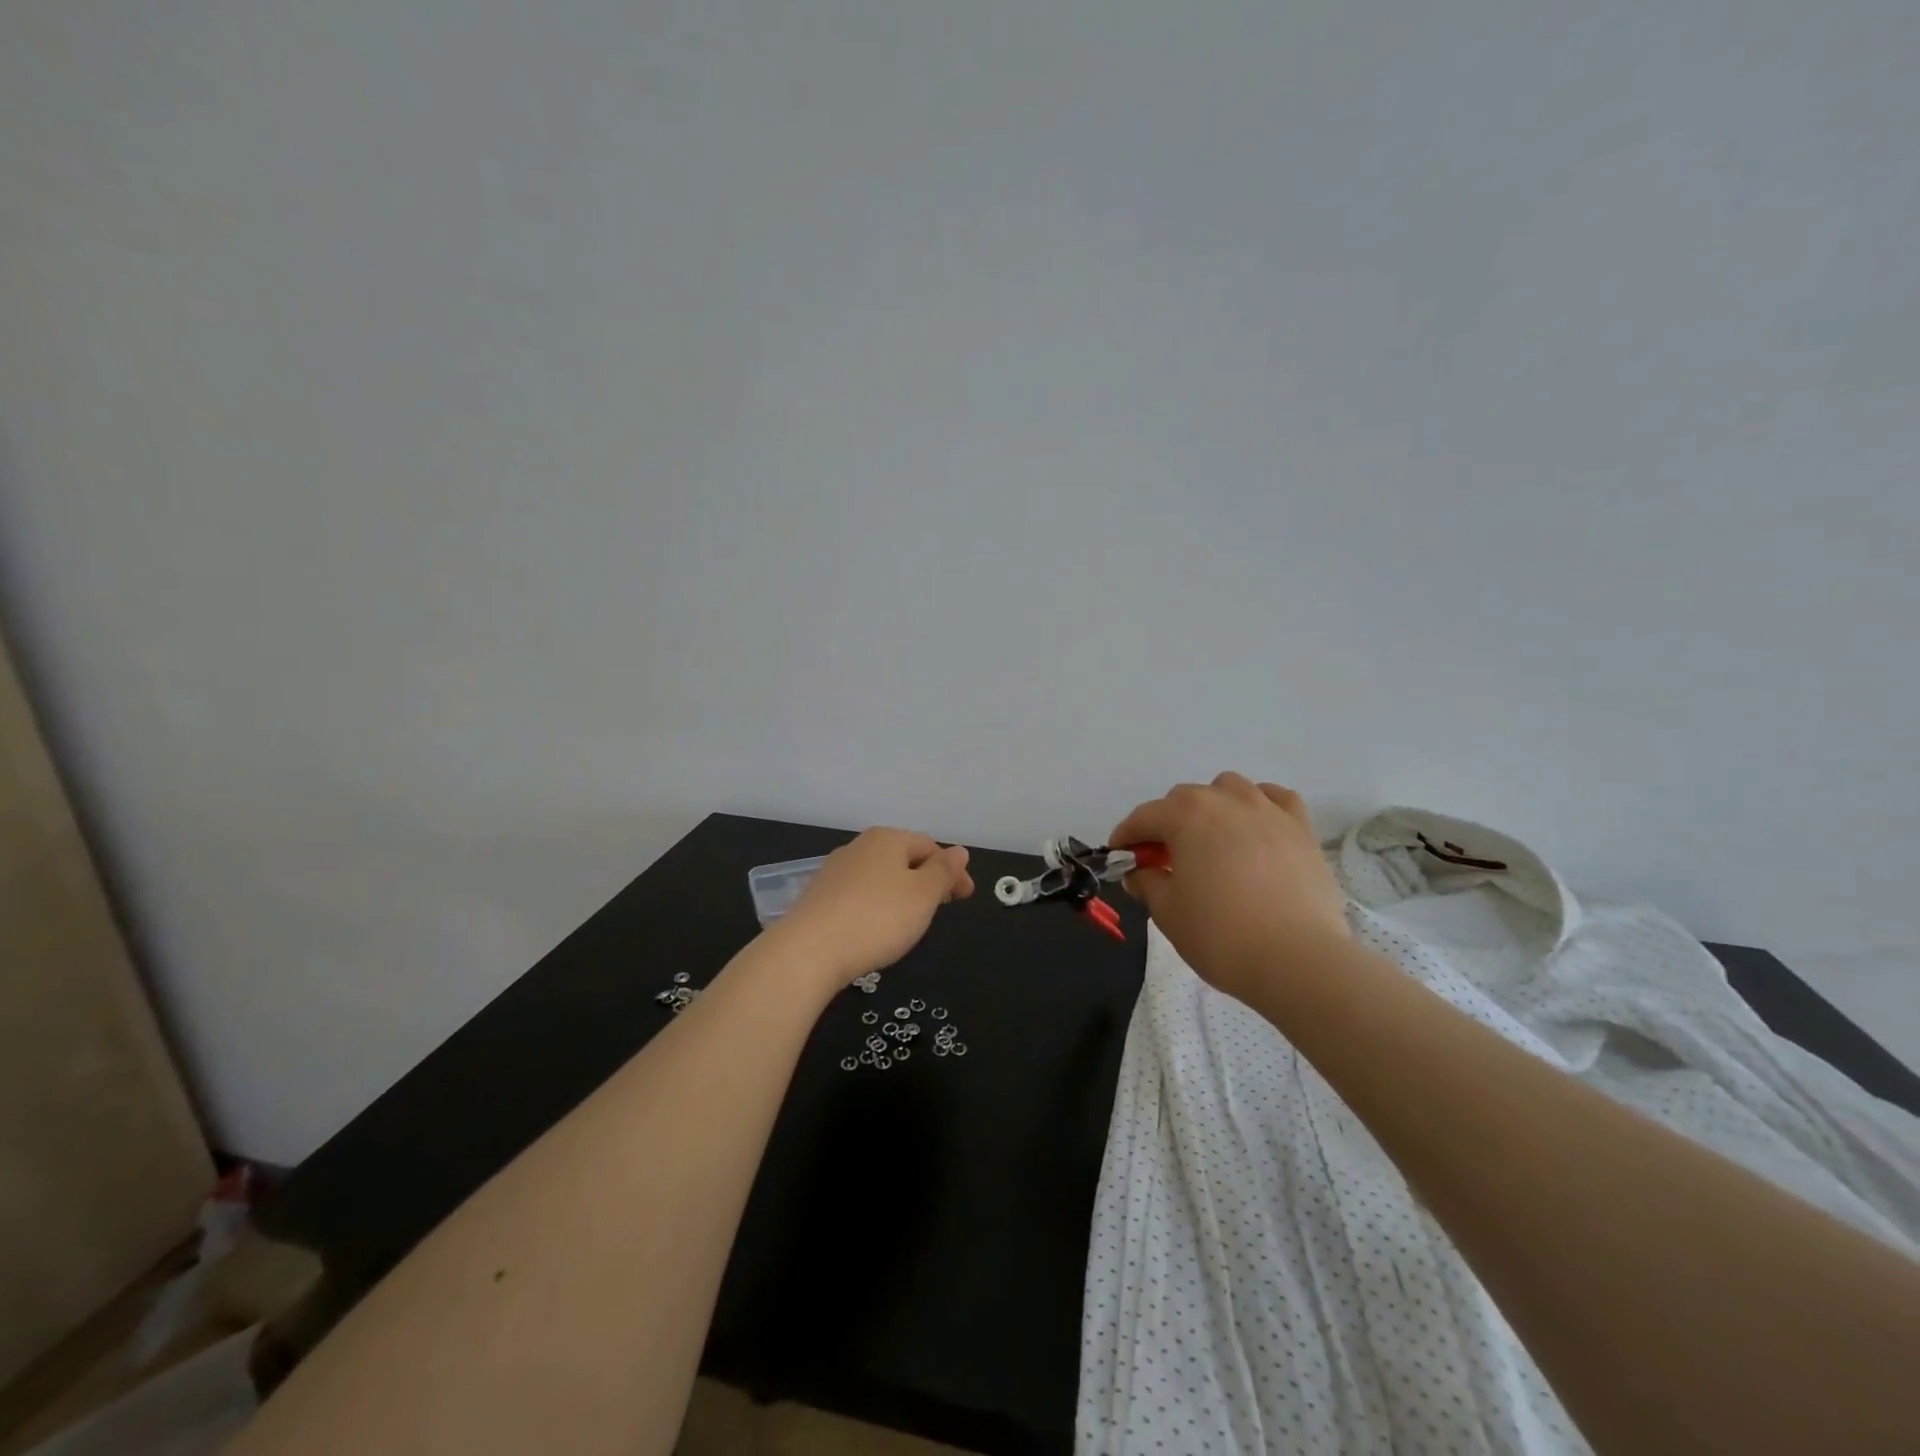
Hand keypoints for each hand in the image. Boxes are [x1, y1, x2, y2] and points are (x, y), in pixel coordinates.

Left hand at [767, 827, 974, 987]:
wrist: (808, 951)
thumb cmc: (877, 918)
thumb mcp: (923, 895)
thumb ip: (944, 872)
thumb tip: (959, 850)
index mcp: (888, 839)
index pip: (930, 847)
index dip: (952, 871)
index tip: (965, 898)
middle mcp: (859, 847)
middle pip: (903, 859)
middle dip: (927, 880)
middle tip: (942, 908)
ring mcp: (834, 871)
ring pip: (880, 877)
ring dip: (901, 894)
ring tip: (911, 921)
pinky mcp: (818, 898)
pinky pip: (859, 896)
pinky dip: (876, 907)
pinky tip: (876, 928)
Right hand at [1109, 773, 1348, 1002]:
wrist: (1298, 960)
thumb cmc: (1221, 935)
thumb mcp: (1167, 912)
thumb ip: (1147, 883)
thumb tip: (1141, 872)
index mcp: (1186, 815)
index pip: (1144, 817)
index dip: (1126, 837)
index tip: (1119, 858)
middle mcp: (1225, 800)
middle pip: (1184, 799)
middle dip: (1166, 824)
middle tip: (1163, 860)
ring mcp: (1268, 810)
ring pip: (1229, 789)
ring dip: (1211, 807)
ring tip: (1211, 840)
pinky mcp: (1301, 829)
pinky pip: (1275, 799)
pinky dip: (1260, 805)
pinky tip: (1255, 827)